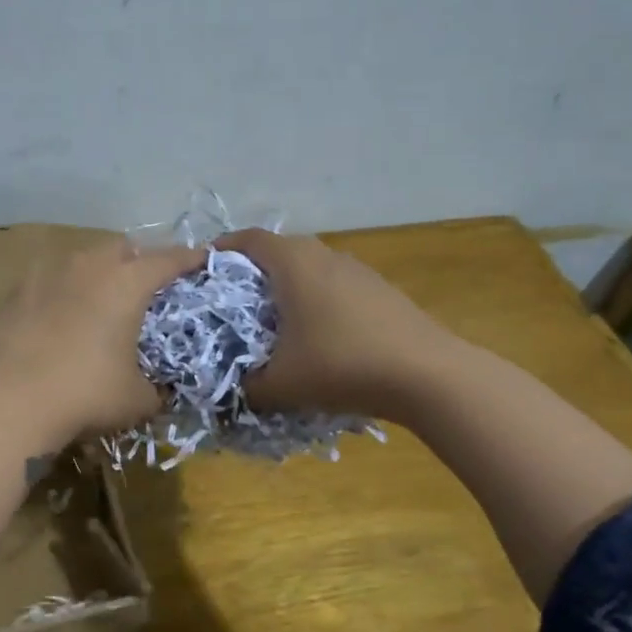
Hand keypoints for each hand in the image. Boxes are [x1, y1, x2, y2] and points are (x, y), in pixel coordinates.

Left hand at [0, 239, 205, 436]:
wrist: (11, 399)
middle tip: (146, 286)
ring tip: (101, 298)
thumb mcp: (137, 400)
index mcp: (128, 283)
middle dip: (139, 260)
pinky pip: (50, 278)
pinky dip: (63, 289)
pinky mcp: (18, 291)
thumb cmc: (86, 393)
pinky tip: (61, 313)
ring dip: (99, 271)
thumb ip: (157, 389)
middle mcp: (90, 266)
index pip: (168, 260)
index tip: (202, 259)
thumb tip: (159, 392)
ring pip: (83, 258)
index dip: (189, 259)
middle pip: (122, 248)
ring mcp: (49, 274)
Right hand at [213, 229, 448, 418]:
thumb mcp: (281, 385)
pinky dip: (318, 298)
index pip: (248, 239)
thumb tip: (232, 391)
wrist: (426, 374)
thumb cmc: (341, 365)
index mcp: (293, 264)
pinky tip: (320, 333)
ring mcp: (357, 270)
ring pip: (311, 267)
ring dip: (290, 285)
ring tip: (275, 318)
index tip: (205, 269)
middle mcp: (324, 255)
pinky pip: (336, 284)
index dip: (223, 250)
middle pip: (280, 250)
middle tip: (235, 300)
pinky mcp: (381, 289)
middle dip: (254, 270)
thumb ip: (247, 387)